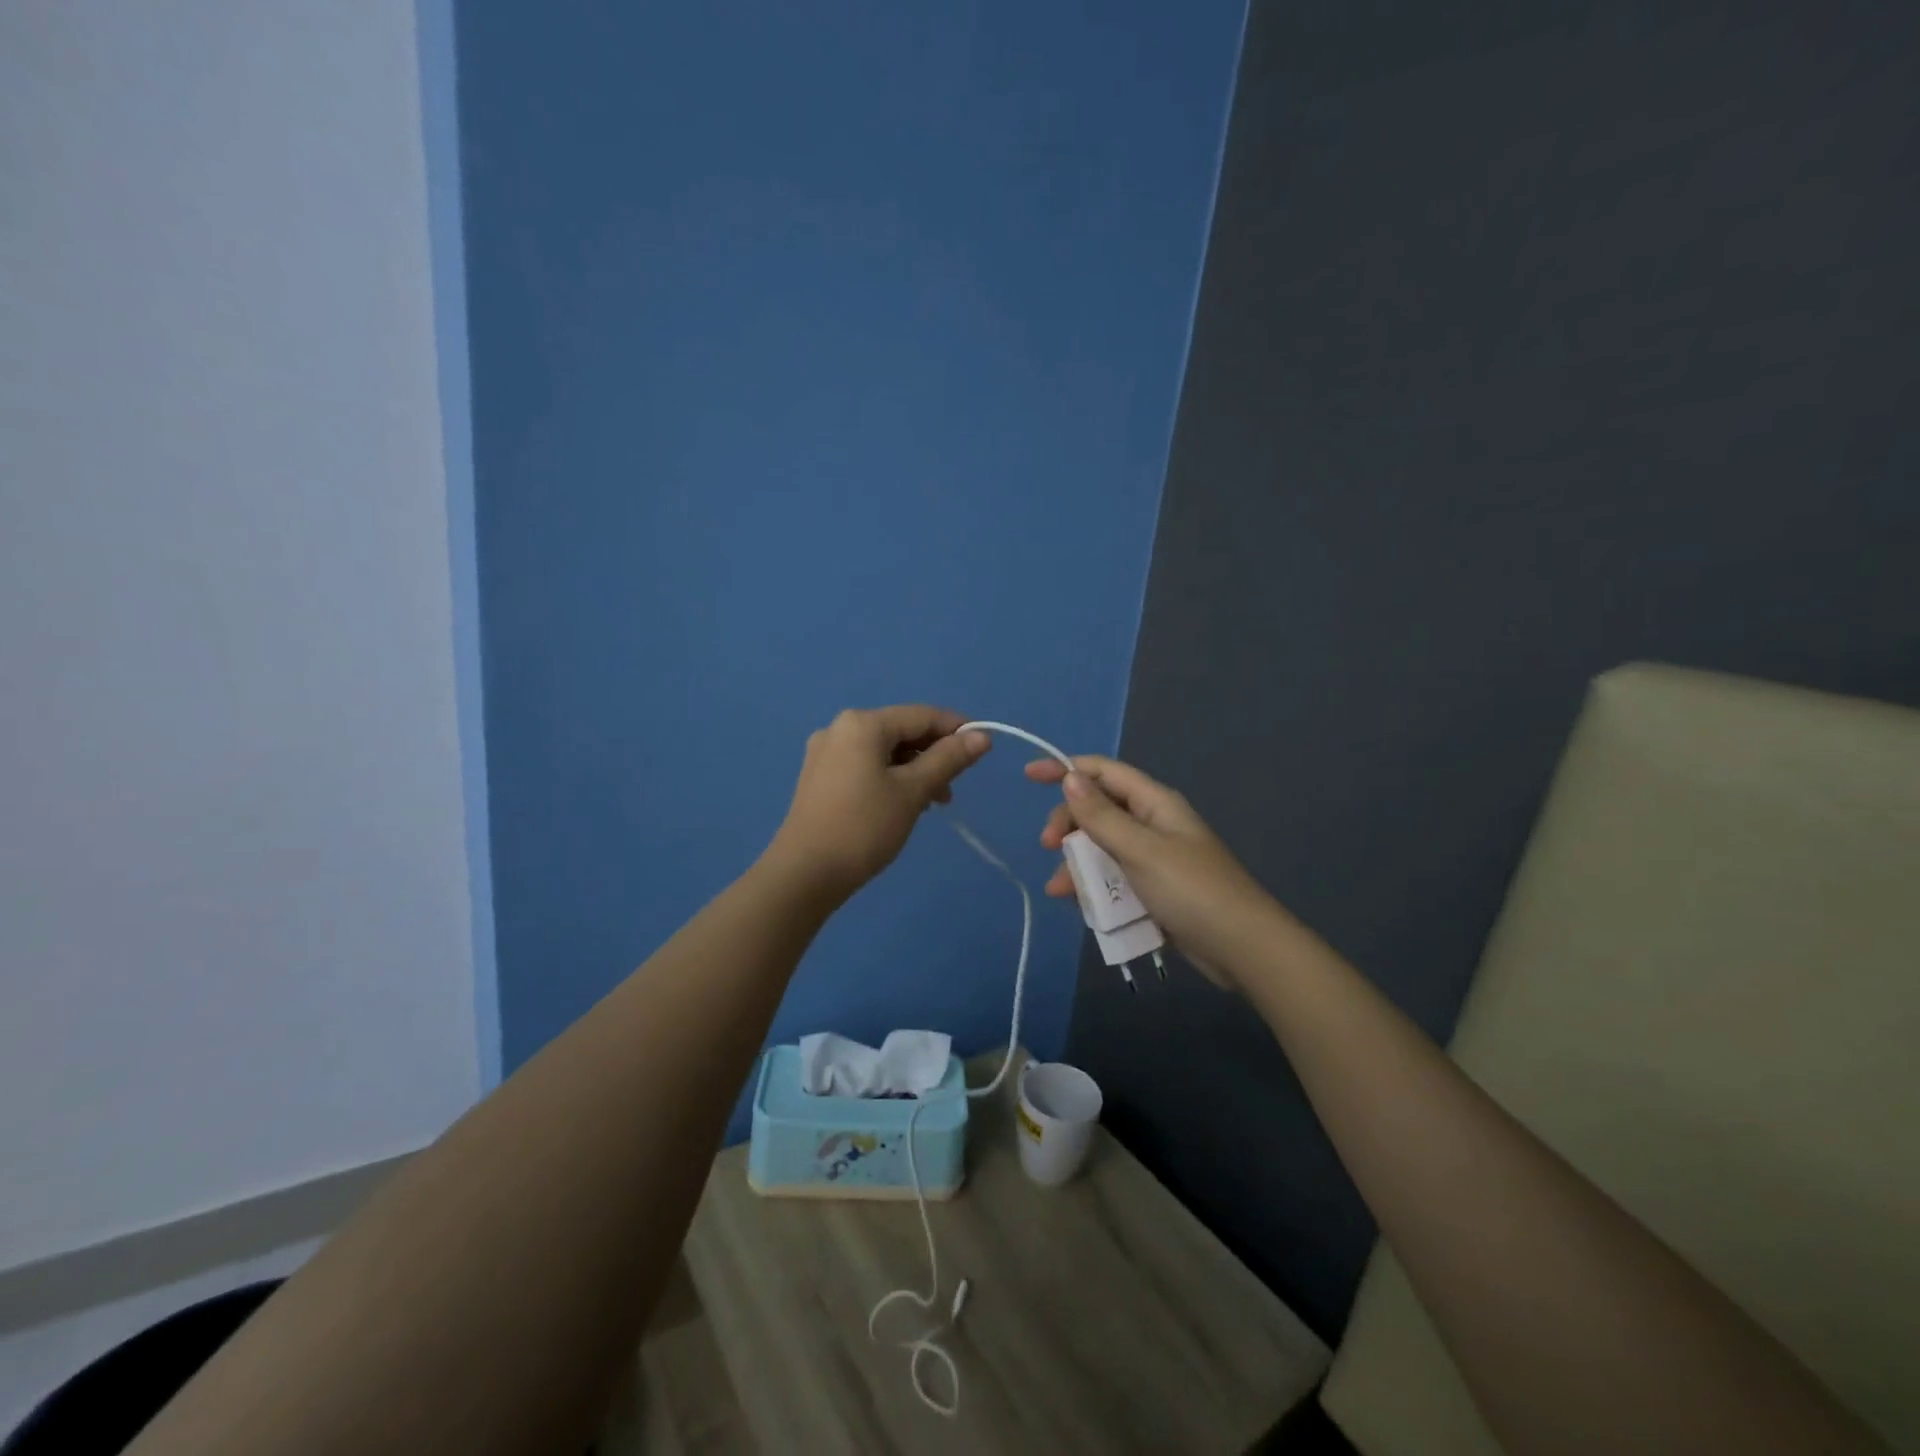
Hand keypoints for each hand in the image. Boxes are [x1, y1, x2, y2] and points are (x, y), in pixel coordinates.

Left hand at [767, 706, 990, 900]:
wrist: (805, 874)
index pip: (921, 715)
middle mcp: (840, 728)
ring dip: (914, 770)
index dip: (956, 729)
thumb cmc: (864, 827)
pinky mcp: (820, 777)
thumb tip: (982, 737)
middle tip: (955, 786)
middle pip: (901, 731)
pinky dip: (891, 778)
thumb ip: (948, 759)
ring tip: (933, 803)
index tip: (984, 749)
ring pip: (884, 751)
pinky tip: (903, 805)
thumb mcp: (913, 791)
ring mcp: (826, 753)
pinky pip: (865, 766)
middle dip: (933, 754)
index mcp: (862, 724)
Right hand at [1025, 755, 1280, 988]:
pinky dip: (1094, 887)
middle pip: (1098, 810)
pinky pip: (1113, 878)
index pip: (1103, 772)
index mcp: (1155, 803)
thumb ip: (1102, 816)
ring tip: (1059, 889)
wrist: (1242, 948)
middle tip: (1048, 846)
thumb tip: (1070, 778)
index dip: (1066, 769)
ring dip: (1077, 863)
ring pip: (1102, 848)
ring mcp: (1154, 858)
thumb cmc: (1192, 891)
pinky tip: (1080, 905)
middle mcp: (1153, 824)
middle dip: (1069, 824)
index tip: (1029, 776)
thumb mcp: (1140, 850)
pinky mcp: (1154, 890)